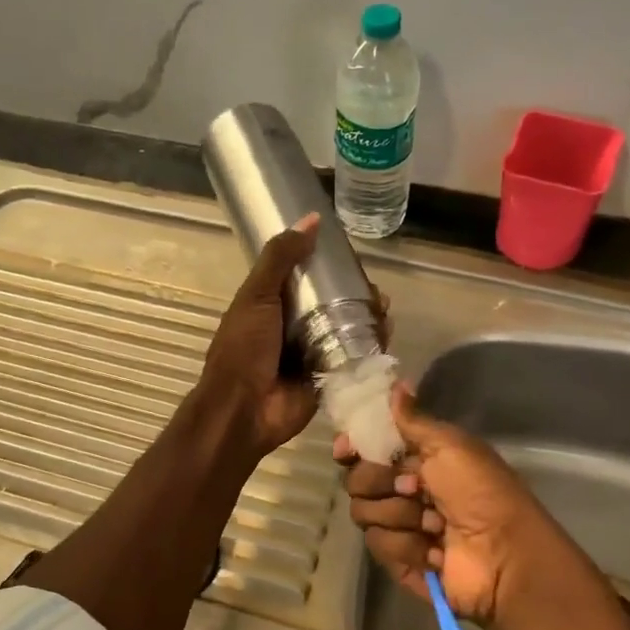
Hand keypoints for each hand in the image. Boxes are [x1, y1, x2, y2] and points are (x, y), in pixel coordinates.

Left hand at [197, 213, 389, 458]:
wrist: (243, 409)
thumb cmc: (244, 349)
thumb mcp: (257, 296)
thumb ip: (280, 258)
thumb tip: (311, 219)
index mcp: (273, 306)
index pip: (307, 279)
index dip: (329, 267)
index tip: (352, 258)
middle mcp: (295, 329)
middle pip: (333, 305)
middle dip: (357, 296)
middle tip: (376, 291)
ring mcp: (313, 355)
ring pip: (347, 331)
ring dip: (368, 320)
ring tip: (385, 311)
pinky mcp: (328, 379)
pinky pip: (353, 359)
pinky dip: (370, 348)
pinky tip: (386, 335)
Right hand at [335, 383, 578, 627]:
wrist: (503, 554)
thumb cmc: (481, 492)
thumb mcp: (451, 446)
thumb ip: (413, 420)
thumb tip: (396, 384)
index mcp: (416, 459)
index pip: (366, 448)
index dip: (352, 447)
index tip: (347, 449)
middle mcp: (402, 490)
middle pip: (356, 480)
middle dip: (381, 482)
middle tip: (416, 488)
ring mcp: (398, 527)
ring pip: (363, 513)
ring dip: (401, 516)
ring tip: (435, 524)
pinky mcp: (397, 559)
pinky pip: (378, 544)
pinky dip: (408, 545)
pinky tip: (435, 549)